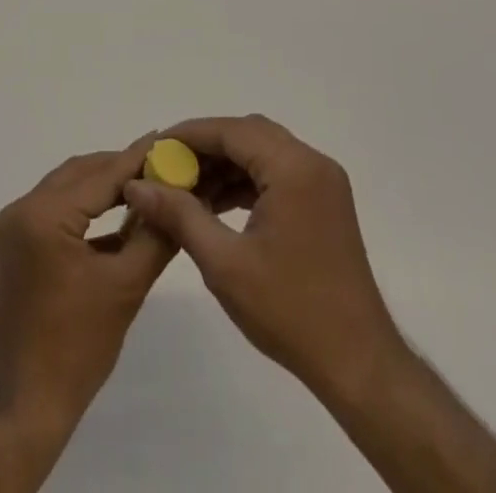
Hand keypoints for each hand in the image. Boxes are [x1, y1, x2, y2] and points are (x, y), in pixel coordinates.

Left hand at [0, 134, 177, 436]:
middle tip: (162, 164)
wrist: (24, 407)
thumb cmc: (76, 349)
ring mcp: (14, 226)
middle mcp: (22, 209)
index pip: (100, 175)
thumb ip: (154, 235)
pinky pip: (57, 210)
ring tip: (146, 184)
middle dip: (121, 168)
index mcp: (43, 215)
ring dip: (104, 186)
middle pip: (81, 174)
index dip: (137, 158)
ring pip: (68, 188)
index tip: (167, 139)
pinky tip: (120, 214)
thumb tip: (179, 198)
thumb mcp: (125, 287)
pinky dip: (87, 209)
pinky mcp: (16, 244)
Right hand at [121, 115, 403, 405]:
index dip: (188, 135)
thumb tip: (136, 184)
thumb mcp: (224, 263)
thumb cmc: (290, 312)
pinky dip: (246, 180)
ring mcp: (322, 181)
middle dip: (205, 147)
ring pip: (262, 151)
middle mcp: (311, 162)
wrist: (358, 364)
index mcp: (293, 168)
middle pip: (247, 134)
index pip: (231, 130)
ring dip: (225, 164)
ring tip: (185, 189)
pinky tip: (216, 203)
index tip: (153, 149)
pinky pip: (277, 172)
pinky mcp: (324, 201)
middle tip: (167, 169)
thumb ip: (179, 215)